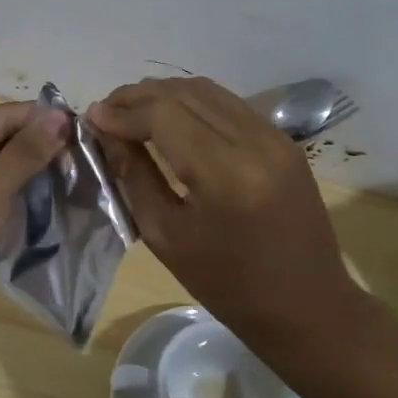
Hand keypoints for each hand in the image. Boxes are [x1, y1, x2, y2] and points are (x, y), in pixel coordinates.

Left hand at [0, 100, 69, 354]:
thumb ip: (23, 154)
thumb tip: (61, 115)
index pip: (4, 117)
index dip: (46, 123)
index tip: (93, 135)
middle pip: (1, 146)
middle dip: (43, 155)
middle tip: (91, 169)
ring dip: (33, 185)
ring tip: (80, 192)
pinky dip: (16, 211)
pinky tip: (49, 219)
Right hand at [88, 77, 358, 347]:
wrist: (307, 306)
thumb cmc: (227, 285)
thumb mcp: (166, 236)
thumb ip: (134, 176)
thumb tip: (106, 132)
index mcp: (226, 174)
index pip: (164, 115)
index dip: (123, 112)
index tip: (91, 117)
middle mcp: (255, 142)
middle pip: (185, 94)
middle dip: (139, 96)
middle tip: (105, 110)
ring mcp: (275, 137)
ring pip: (208, 91)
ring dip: (164, 94)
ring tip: (130, 110)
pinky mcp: (283, 141)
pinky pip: (229, 105)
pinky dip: (192, 103)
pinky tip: (169, 118)